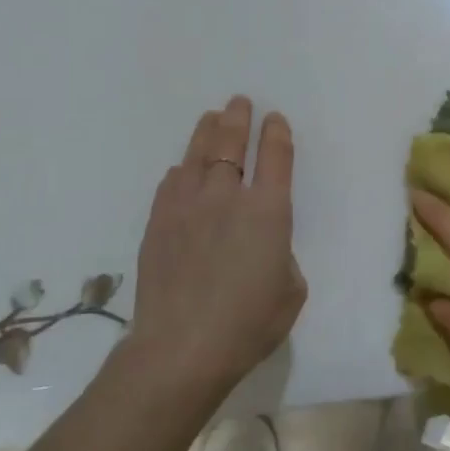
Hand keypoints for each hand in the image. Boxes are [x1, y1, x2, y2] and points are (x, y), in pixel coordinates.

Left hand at [126, 96, 305, 401]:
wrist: (181, 348)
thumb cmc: (249, 324)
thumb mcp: (291, 291)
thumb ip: (283, 256)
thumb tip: (265, 246)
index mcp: (269, 211)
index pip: (275, 157)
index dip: (277, 133)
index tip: (275, 119)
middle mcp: (227, 197)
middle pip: (231, 144)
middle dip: (238, 119)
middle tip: (239, 102)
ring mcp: (187, 207)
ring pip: (197, 156)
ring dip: (207, 133)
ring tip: (211, 118)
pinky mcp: (158, 224)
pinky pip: (169, 184)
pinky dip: (180, 172)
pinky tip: (180, 170)